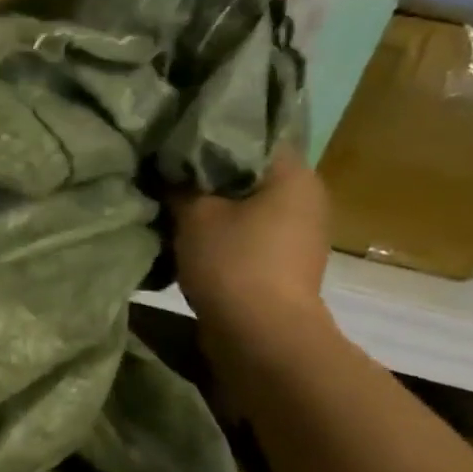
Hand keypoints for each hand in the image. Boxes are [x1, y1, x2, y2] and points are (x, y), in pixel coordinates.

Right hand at [171, 148, 330, 346]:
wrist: (261, 336)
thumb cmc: (232, 262)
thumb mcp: (194, 214)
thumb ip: (179, 184)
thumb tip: (166, 166)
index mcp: (294, 175)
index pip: (252, 137)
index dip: (211, 136)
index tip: (175, 139)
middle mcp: (306, 198)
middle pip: (248, 172)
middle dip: (208, 174)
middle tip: (166, 171)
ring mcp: (299, 234)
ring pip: (246, 206)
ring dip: (213, 206)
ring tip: (171, 204)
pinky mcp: (284, 263)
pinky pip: (247, 234)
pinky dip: (221, 232)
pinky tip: (189, 236)